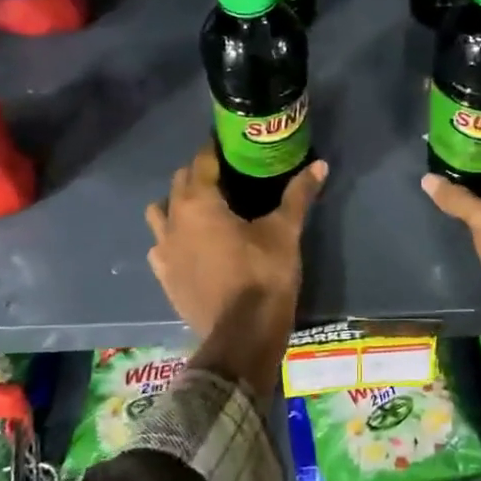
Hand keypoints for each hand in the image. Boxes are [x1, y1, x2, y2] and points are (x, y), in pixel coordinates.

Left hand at [147, 148, 327, 396]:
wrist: (242, 336)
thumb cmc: (263, 275)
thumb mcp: (285, 232)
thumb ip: (298, 195)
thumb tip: (320, 164)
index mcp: (199, 202)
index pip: (202, 161)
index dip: (215, 149)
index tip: (230, 144)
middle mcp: (173, 220)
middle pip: (179, 183)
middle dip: (199, 174)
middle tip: (227, 176)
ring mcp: (163, 251)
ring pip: (160, 213)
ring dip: (177, 204)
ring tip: (203, 210)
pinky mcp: (164, 277)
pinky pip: (160, 247)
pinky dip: (172, 239)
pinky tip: (190, 246)